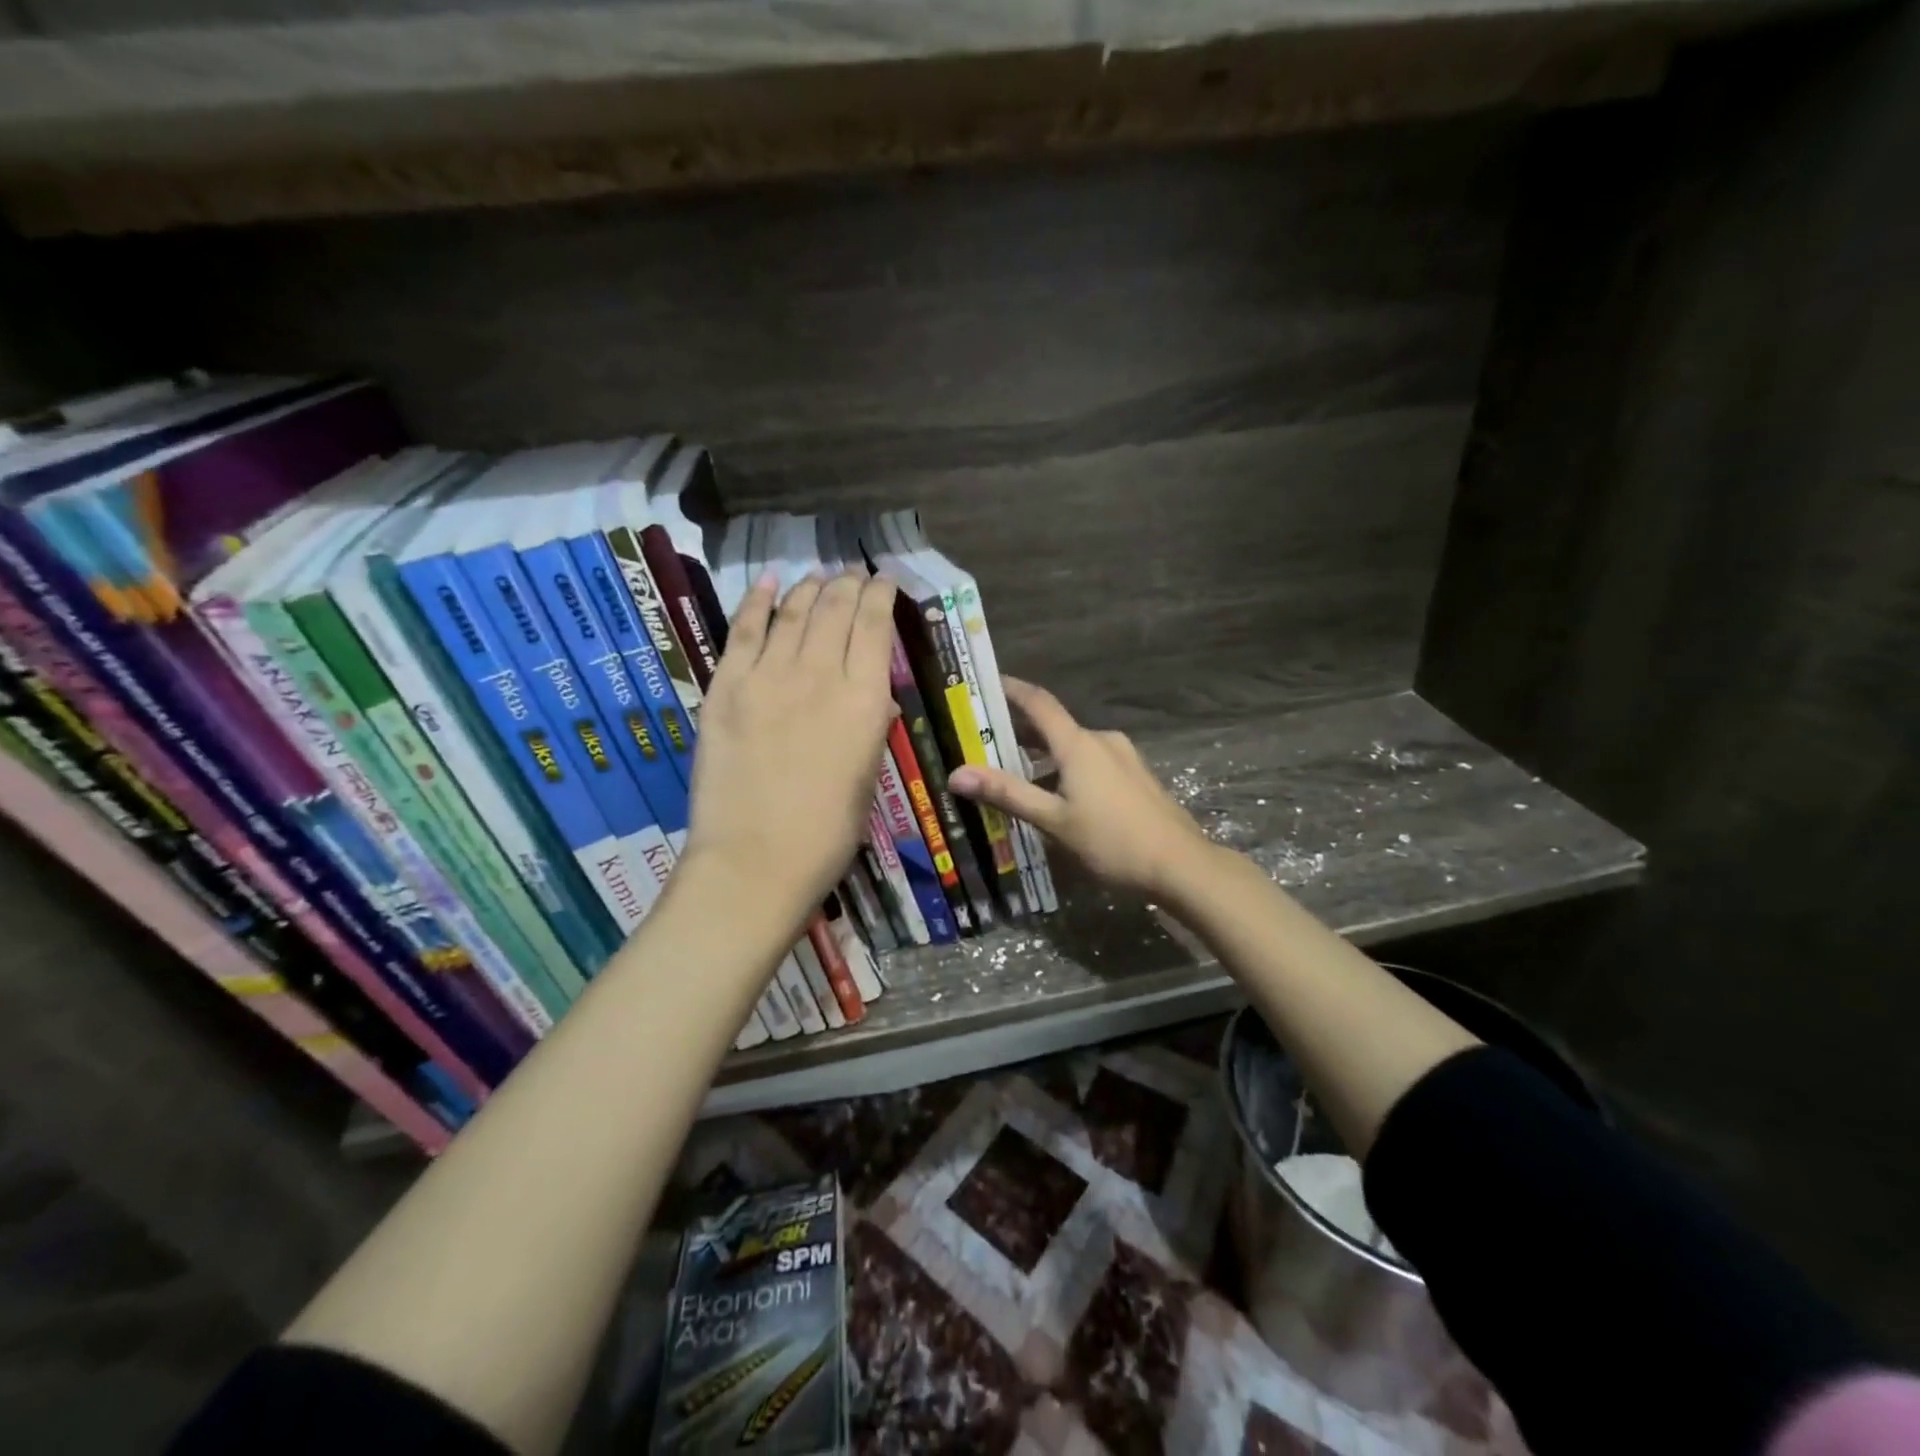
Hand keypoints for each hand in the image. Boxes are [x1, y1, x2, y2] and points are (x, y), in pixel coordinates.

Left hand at [682, 569, 899, 925]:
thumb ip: (869, 726)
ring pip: (793, 613)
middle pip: (835, 610)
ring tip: (819, 574)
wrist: (755, 861)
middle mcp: (819, 675)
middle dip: (847, 584)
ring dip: (809, 588)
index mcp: (863, 700)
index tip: (885, 581)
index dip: (881, 596)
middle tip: (853, 572)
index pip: (875, 627)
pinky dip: (758, 602)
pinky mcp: (726, 688)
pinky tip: (770, 582)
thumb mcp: (867, 776)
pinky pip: (743, 631)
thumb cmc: (826, 833)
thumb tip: (870, 694)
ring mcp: (767, 677)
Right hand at [948, 677, 1218, 902]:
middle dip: (1021, 732)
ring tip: (1016, 775)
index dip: (1012, 689)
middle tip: (986, 740)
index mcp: (1079, 744)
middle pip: (1054, 727)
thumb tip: (957, 774)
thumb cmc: (1112, 841)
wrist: (1181, 865)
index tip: (986, 682)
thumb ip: (1007, 794)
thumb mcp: (1054, 821)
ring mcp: (1124, 757)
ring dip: (1044, 756)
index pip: (1039, 703)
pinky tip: (1058, 796)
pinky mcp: (1136, 776)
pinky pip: (1092, 763)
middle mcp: (1102, 741)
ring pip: (1074, 748)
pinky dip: (1068, 769)